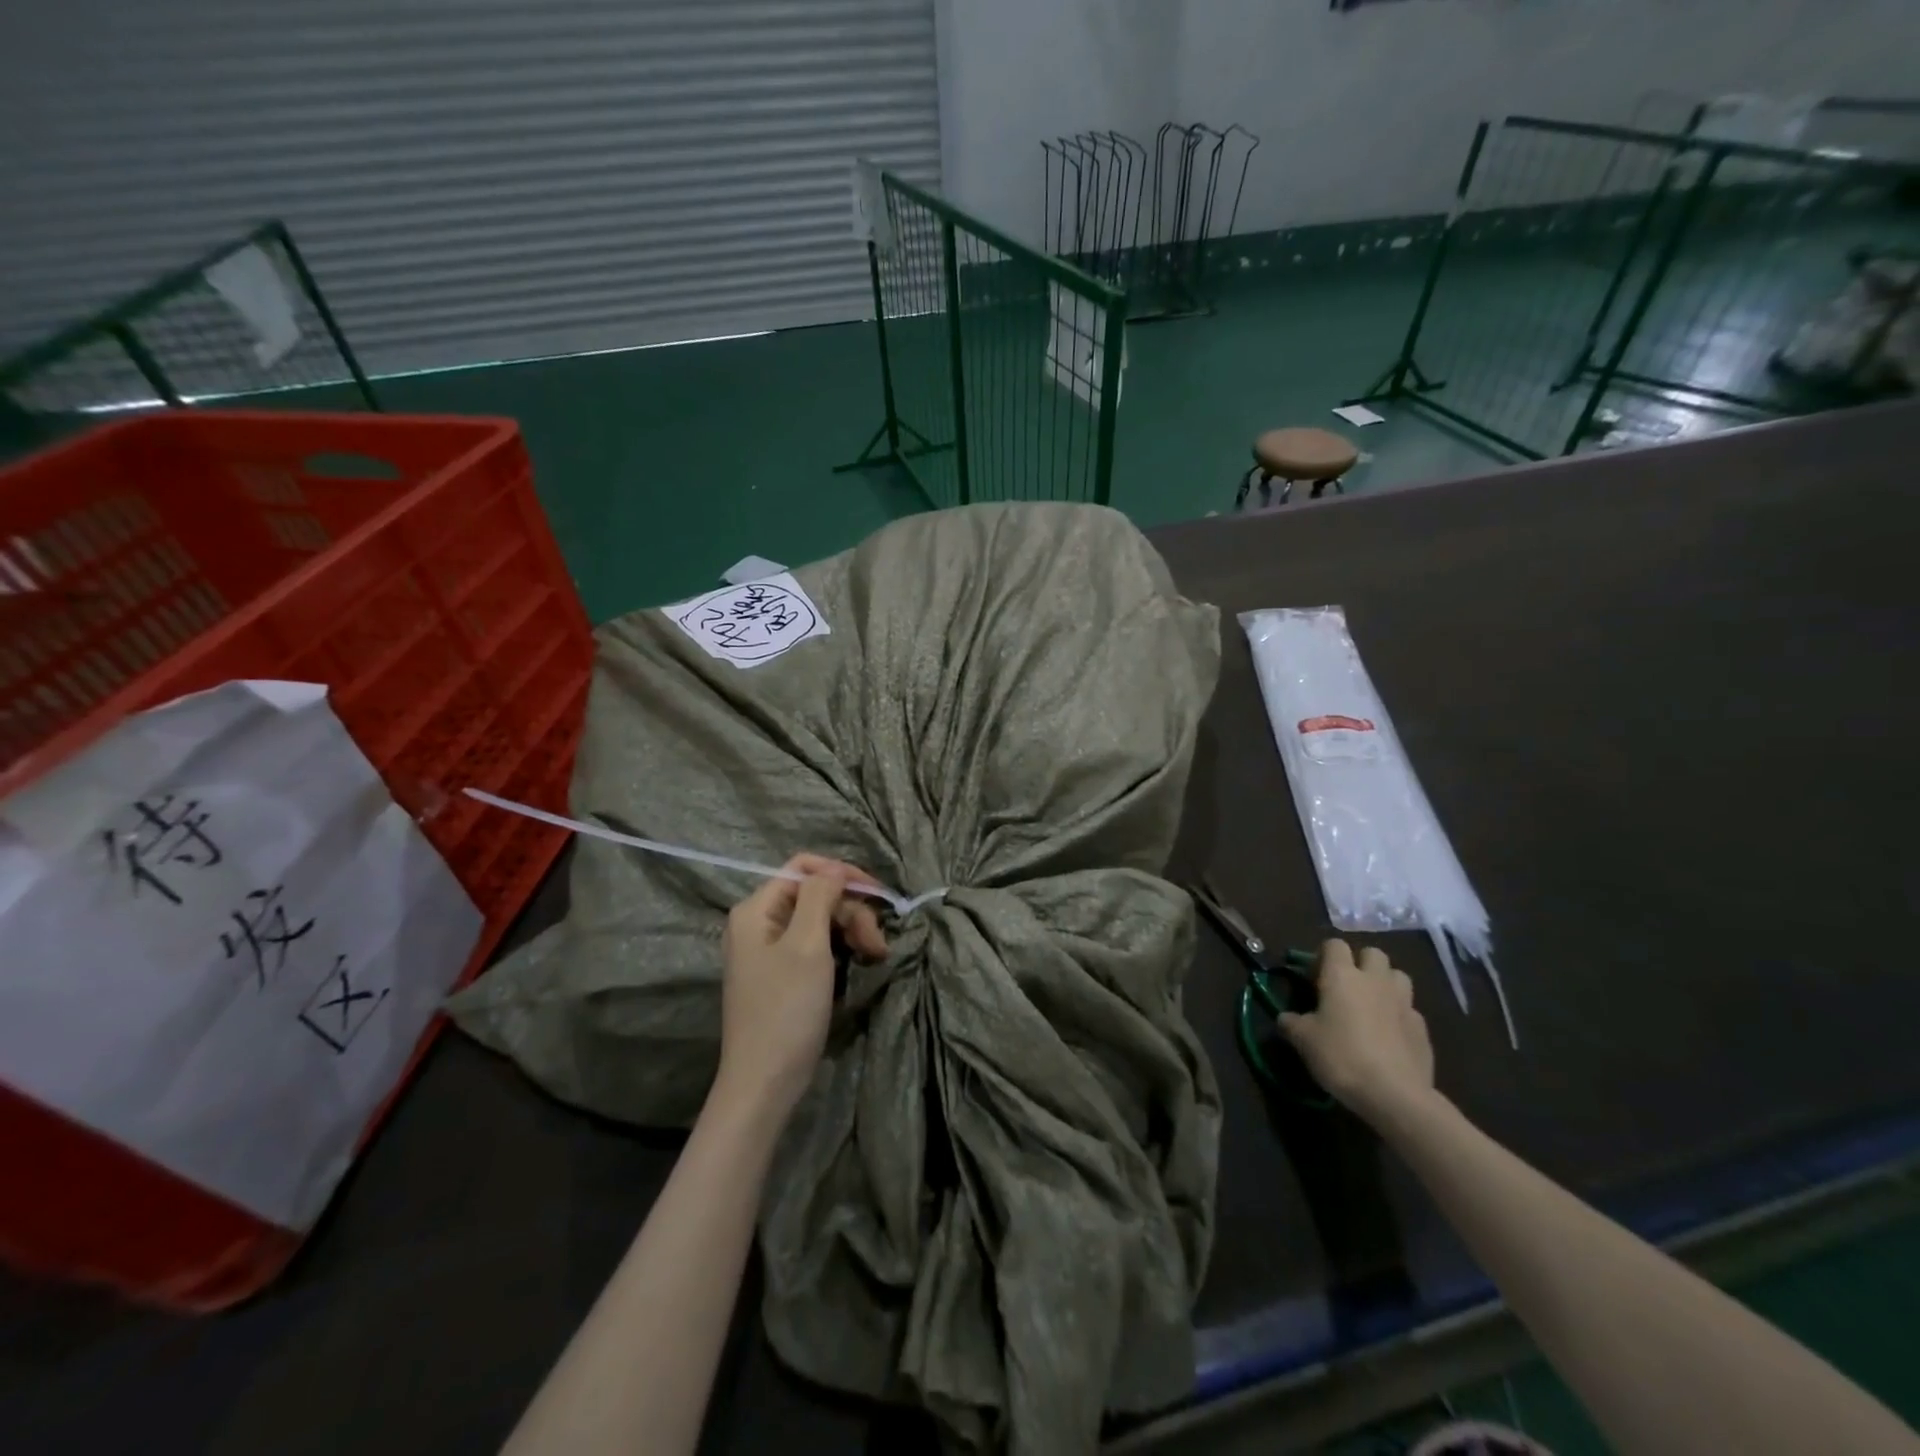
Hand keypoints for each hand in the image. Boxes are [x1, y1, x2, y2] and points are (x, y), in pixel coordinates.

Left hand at [715, 854, 887, 1120]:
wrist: (764, 1083)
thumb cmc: (785, 1009)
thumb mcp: (807, 944)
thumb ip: (820, 896)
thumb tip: (835, 869)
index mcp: (756, 910)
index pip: (802, 868)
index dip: (841, 873)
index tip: (876, 894)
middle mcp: (759, 924)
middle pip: (814, 895)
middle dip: (851, 911)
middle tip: (878, 943)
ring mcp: (769, 951)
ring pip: (820, 920)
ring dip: (851, 931)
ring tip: (876, 955)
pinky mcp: (782, 975)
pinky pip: (815, 945)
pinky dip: (840, 950)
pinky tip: (859, 963)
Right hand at [1279, 939, 1434, 1123]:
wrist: (1395, 1095)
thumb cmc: (1341, 1056)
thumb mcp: (1303, 1040)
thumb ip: (1291, 1022)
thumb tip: (1285, 1018)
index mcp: (1342, 975)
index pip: (1334, 944)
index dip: (1323, 956)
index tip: (1314, 978)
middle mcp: (1375, 980)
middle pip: (1372, 953)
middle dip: (1360, 963)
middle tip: (1346, 987)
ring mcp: (1403, 1002)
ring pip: (1397, 976)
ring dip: (1384, 983)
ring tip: (1371, 1005)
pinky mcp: (1422, 1027)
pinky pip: (1409, 1009)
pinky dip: (1398, 1014)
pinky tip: (1389, 1035)